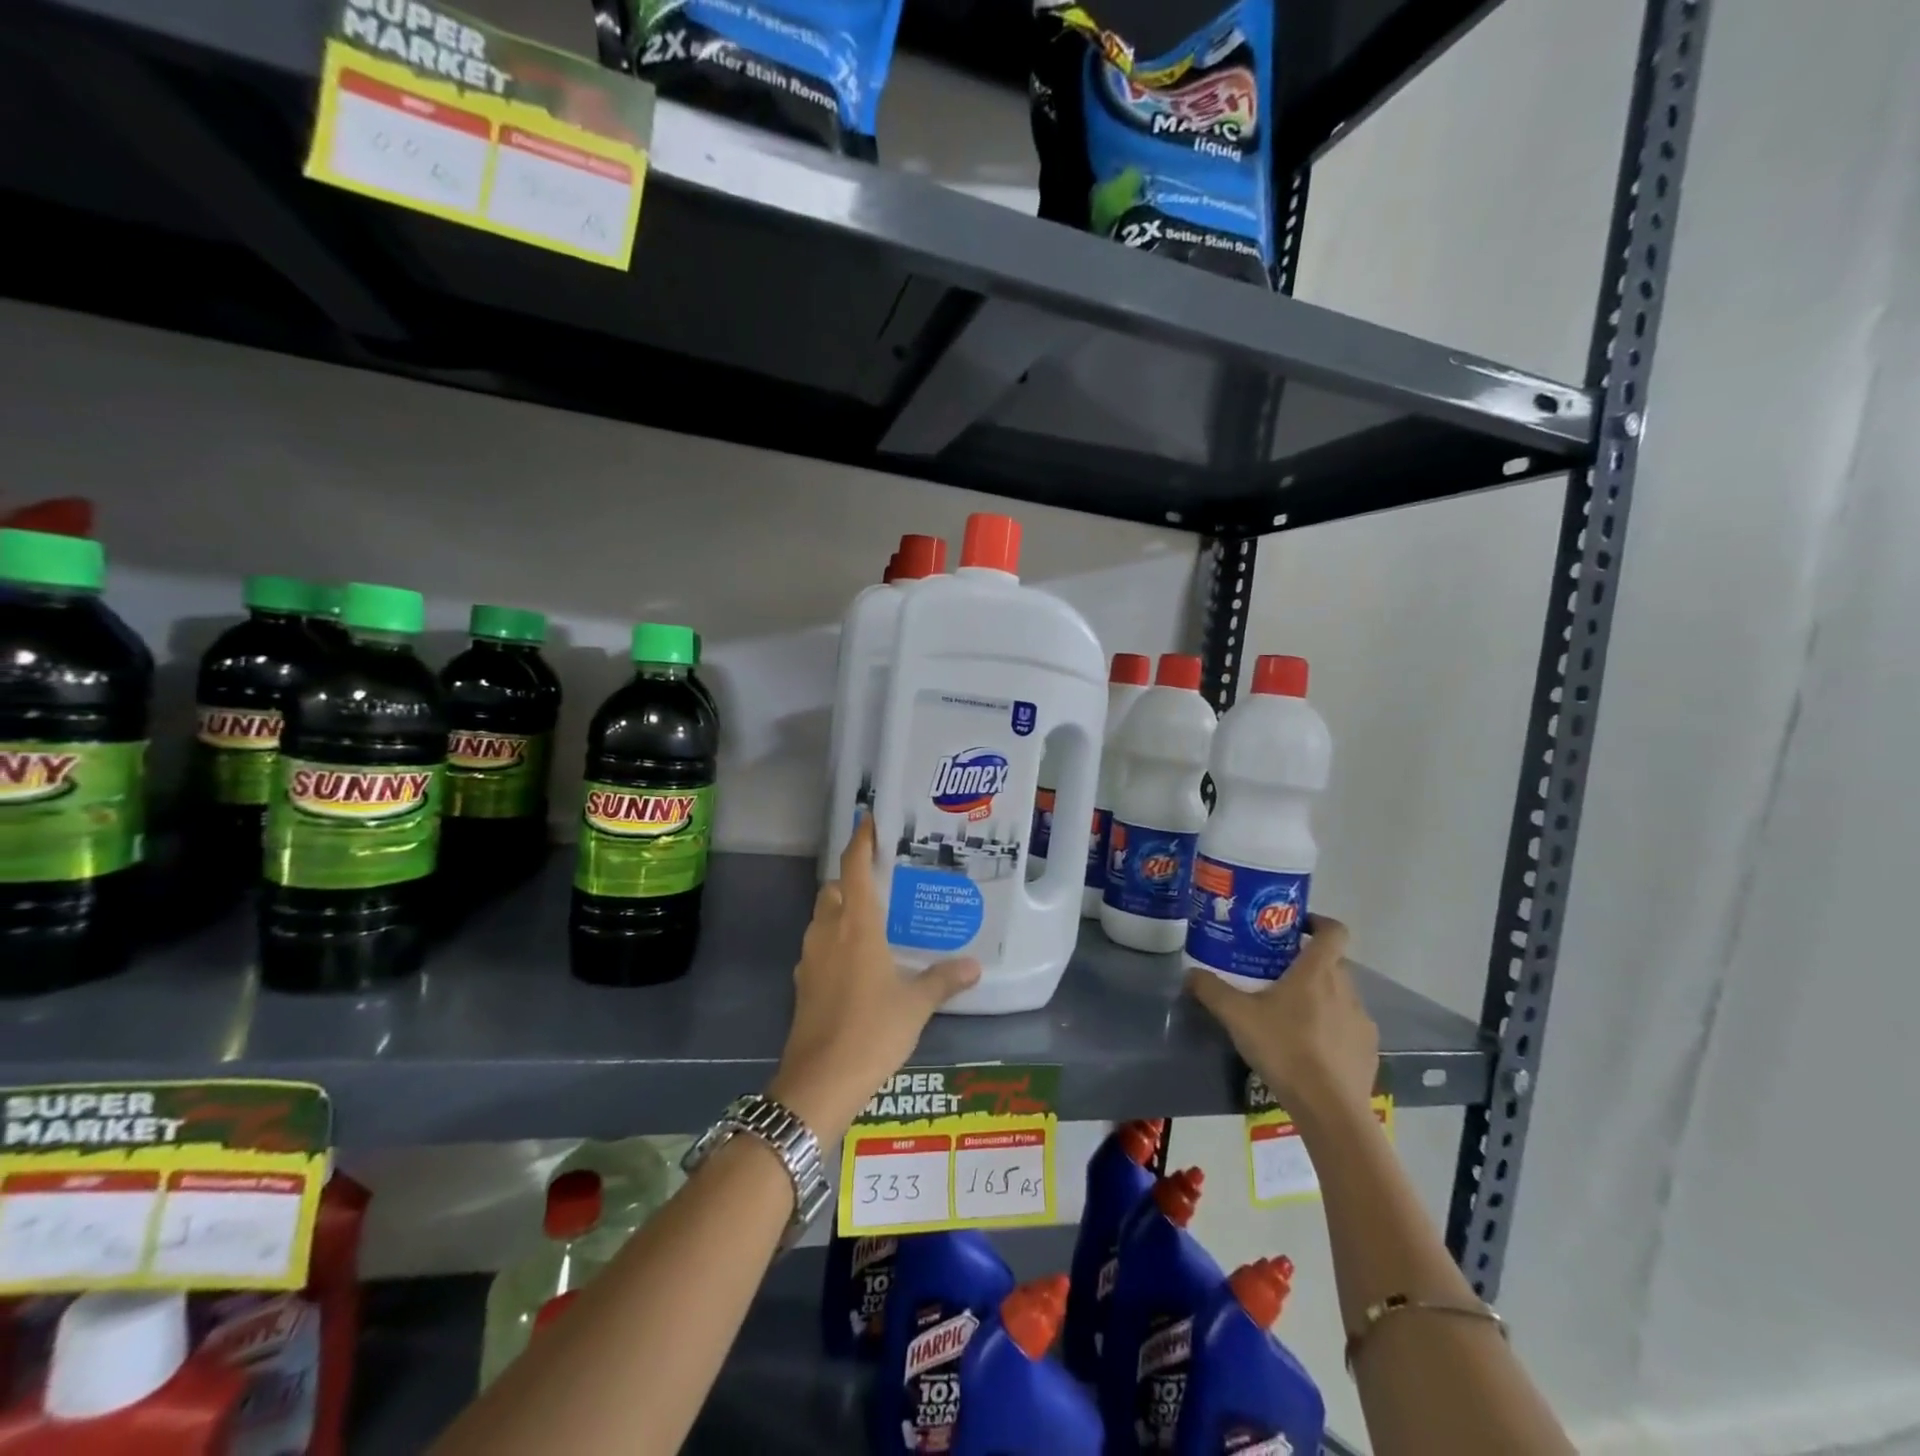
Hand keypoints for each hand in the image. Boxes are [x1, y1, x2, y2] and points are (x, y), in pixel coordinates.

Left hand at [770, 814, 980, 1138]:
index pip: (852, 868)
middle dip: (851, 881)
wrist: (819, 1082)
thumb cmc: (872, 1031)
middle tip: (884, 884)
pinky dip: (836, 942)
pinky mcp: (804, 984)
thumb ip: (944, 979)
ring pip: (823, 918)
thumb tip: (974, 966)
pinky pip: (820, 947)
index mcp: (856, 925)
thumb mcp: (916, 1005)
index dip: (860, 841)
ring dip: (842, 912)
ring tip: (877, 922)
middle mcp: (828, 932)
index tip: (869, 822)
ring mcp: (811, 959)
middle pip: (833, 890)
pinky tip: (861, 964)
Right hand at [1185, 914, 1377, 1122]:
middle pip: (1332, 963)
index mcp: (1318, 972)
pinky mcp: (1368, 1051)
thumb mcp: (1236, 1016)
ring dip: (1320, 997)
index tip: (1295, 928)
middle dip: (1307, 964)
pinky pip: (1348, 1027)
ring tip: (1290, 1015)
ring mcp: (1362, 1021)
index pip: (1334, 930)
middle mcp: (1346, 989)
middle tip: (1276, 974)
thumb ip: (1211, 990)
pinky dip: (1331, 1028)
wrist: (1330, 1109)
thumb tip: (1190, 974)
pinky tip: (1309, 1048)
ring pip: (1341, 995)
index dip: (1317, 922)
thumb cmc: (1284, 1049)